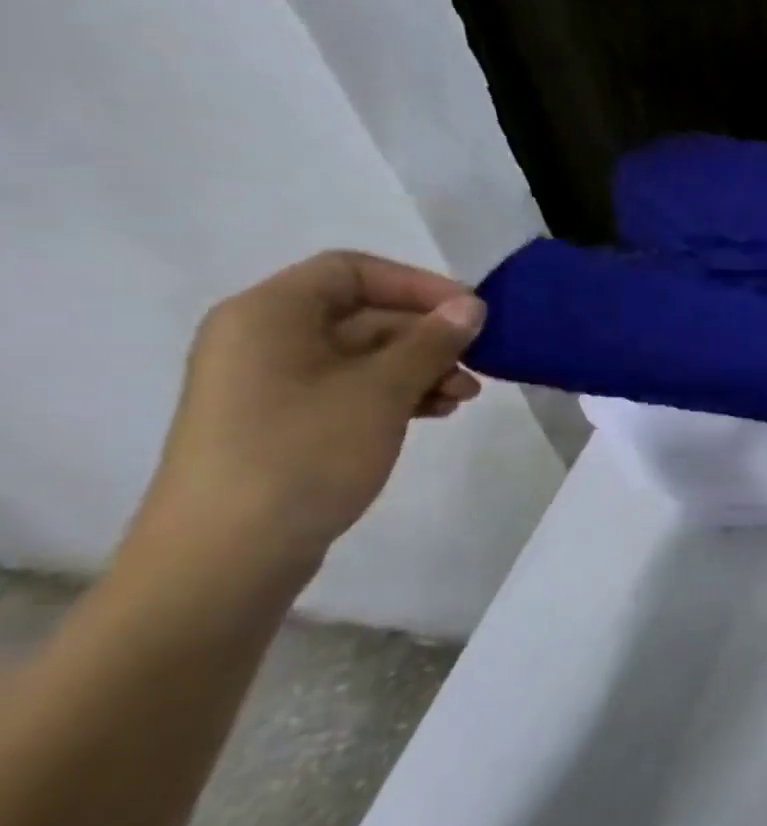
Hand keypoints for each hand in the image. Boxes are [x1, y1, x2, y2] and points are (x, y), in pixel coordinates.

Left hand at [129, 252, 486, 592]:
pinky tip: (435, 413)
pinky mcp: (284, 423)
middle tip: (480, 362)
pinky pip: (351, 389)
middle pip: (361, 314)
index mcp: (269, 315)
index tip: (472, 312)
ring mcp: (272, 384)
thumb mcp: (381, 390)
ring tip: (464, 397)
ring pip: (363, 356)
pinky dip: (397, 394)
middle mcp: (264, 340)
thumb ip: (431, 341)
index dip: (417, 284)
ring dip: (421, 368)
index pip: (352, 271)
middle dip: (427, 335)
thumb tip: (471, 306)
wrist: (227, 555)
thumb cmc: (304, 452)